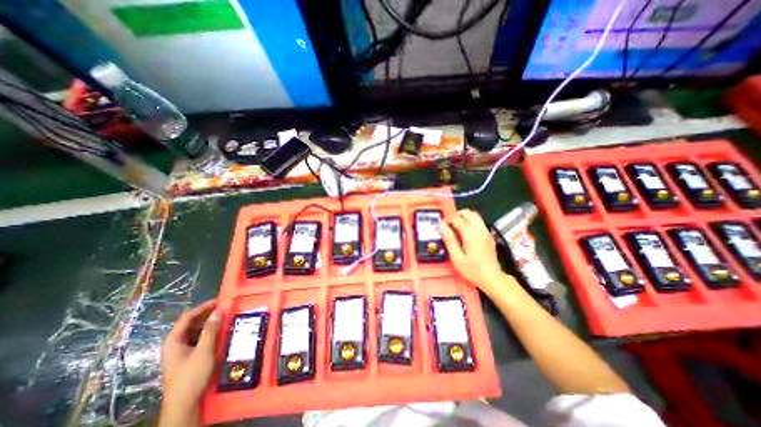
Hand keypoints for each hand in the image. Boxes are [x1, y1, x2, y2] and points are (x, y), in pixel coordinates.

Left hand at [160, 299, 219, 422]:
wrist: (184, 403)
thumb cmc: (192, 375)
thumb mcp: (204, 350)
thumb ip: (210, 330)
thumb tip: (218, 311)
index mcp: (174, 341)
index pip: (187, 317)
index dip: (203, 307)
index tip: (219, 301)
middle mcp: (176, 344)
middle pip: (191, 323)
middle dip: (208, 315)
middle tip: (225, 308)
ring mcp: (181, 351)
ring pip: (196, 331)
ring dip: (210, 324)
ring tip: (225, 318)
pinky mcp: (188, 357)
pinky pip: (199, 339)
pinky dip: (210, 333)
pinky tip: (221, 332)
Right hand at [437, 209, 506, 292]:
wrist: (492, 278)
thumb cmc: (472, 270)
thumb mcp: (457, 257)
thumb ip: (449, 240)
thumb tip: (441, 225)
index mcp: (470, 233)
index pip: (457, 218)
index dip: (447, 219)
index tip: (441, 226)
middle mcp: (479, 229)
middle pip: (468, 212)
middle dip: (456, 215)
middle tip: (448, 224)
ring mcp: (486, 231)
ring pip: (474, 215)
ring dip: (464, 217)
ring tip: (456, 227)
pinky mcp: (489, 234)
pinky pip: (479, 221)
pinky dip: (470, 221)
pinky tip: (465, 232)